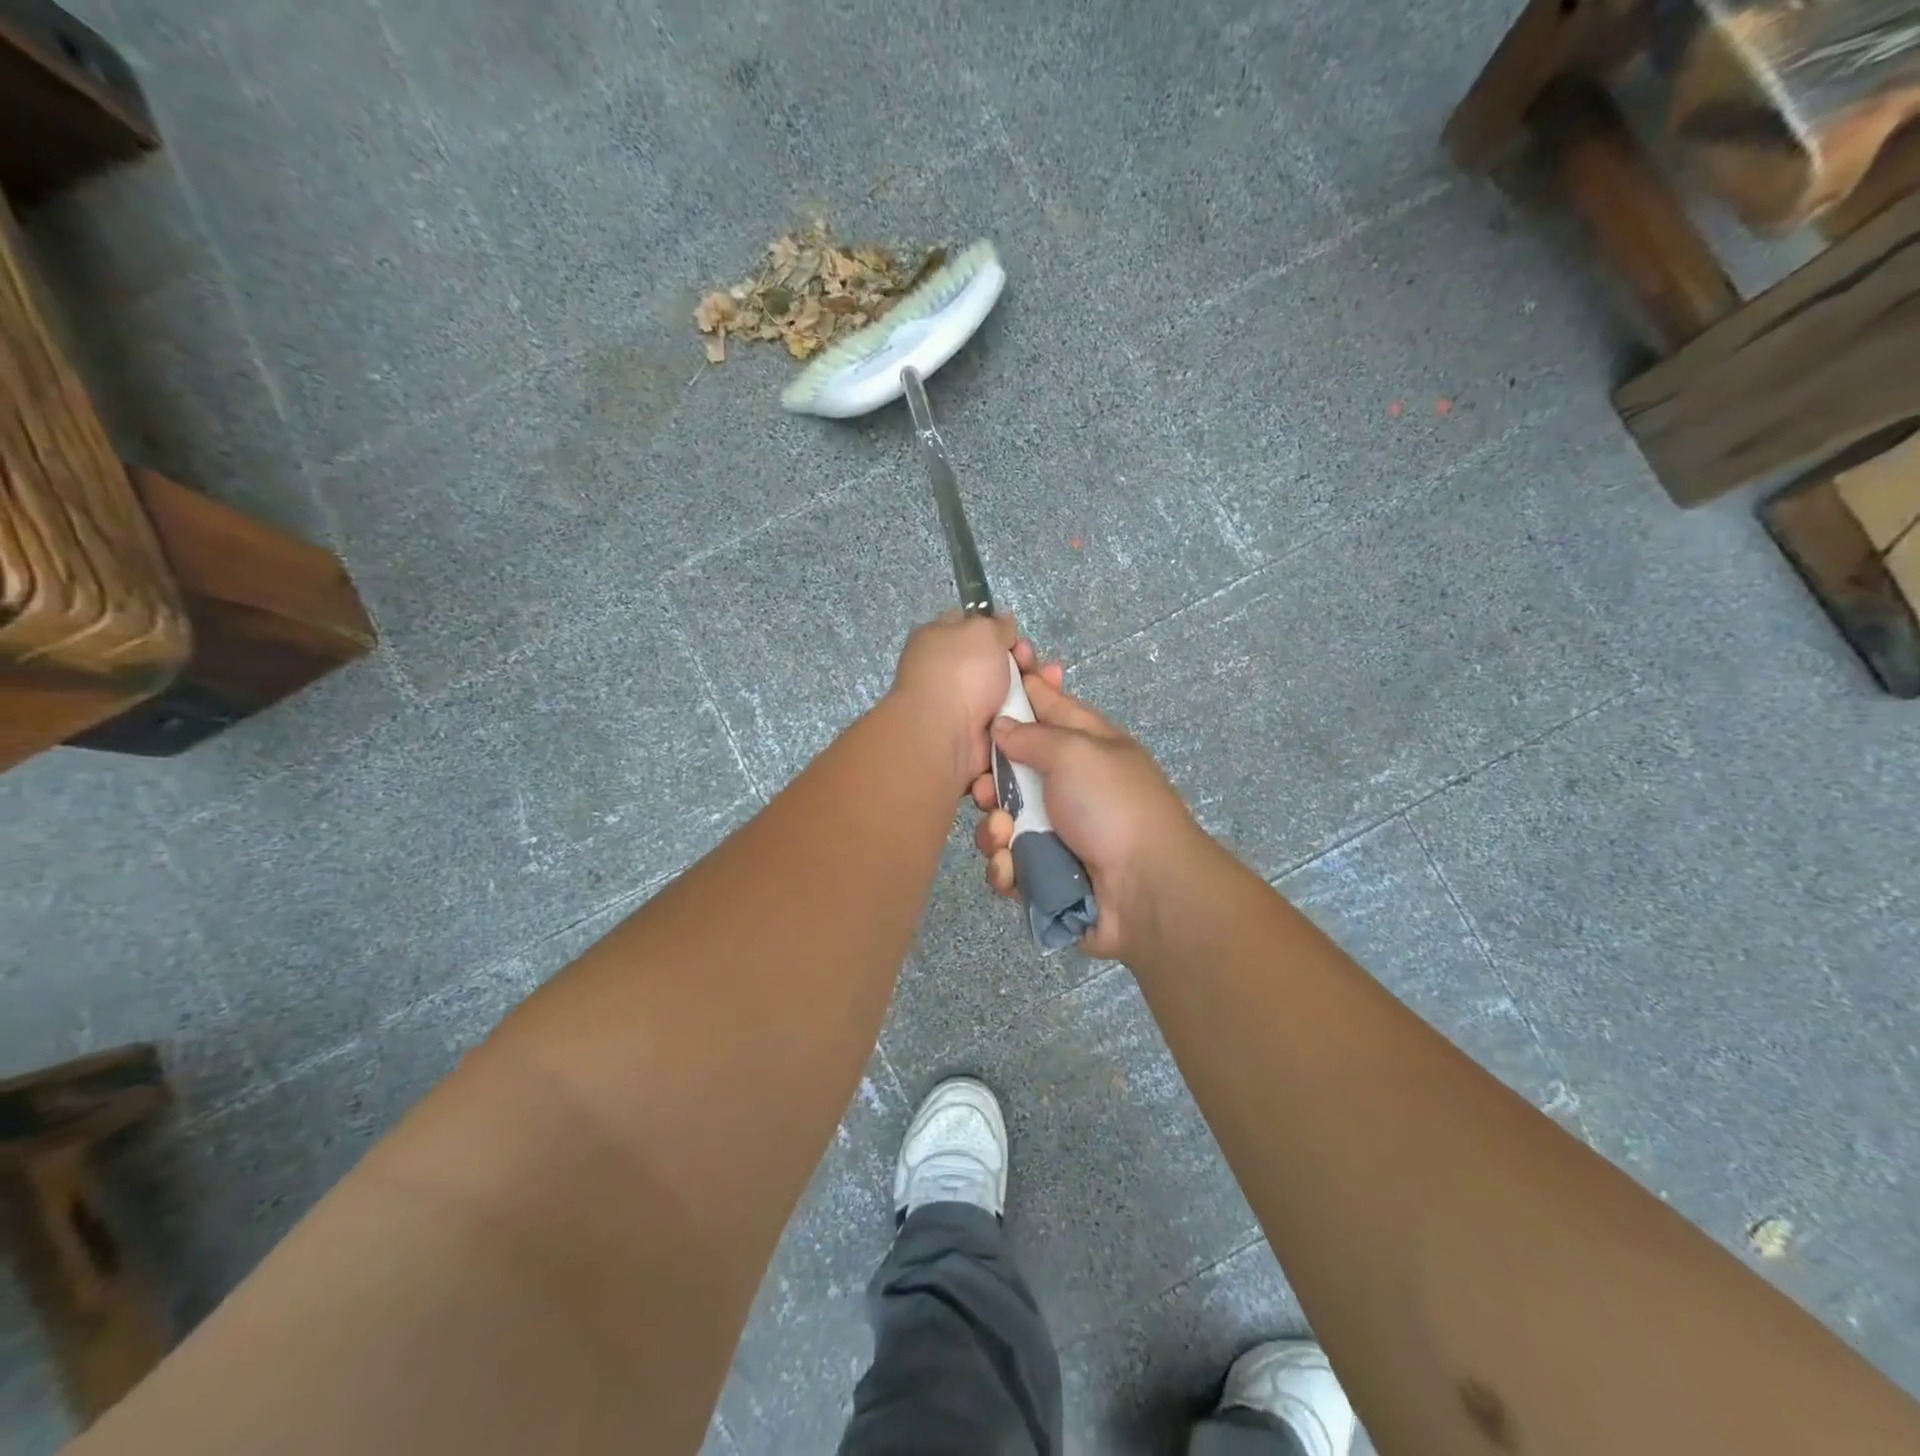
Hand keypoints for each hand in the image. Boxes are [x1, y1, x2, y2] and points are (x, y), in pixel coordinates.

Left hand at [887, 613, 1036, 792]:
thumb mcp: (981, 631)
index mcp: (938, 641)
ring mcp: (965, 705)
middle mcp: (950, 673)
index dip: (999, 629)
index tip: (1017, 637)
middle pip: (997, 662)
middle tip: (1033, 664)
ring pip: (1010, 691)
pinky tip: (1045, 707)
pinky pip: (1012, 718)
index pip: (973, 628)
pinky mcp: (982, 733)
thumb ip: (997, 624)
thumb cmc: (960, 672)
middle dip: (1023, 661)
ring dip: (1033, 687)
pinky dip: (1029, 713)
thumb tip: (1003, 624)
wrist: (947, 735)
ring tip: (1051, 683)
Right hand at [970, 670, 1204, 960]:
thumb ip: (1033, 735)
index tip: (987, 684)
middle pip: (1012, 771)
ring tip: (1004, 835)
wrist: (1148, 891)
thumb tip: (1001, 725)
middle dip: (989, 781)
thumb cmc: (1114, 807)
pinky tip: (1012, 869)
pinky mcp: (1045, 875)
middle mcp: (1069, 785)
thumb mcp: (1076, 752)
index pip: (1047, 706)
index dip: (1019, 693)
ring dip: (994, 829)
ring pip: (1002, 821)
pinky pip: (1009, 865)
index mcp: (1085, 745)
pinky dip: (1006, 868)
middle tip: (983, 790)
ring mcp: (1057, 833)